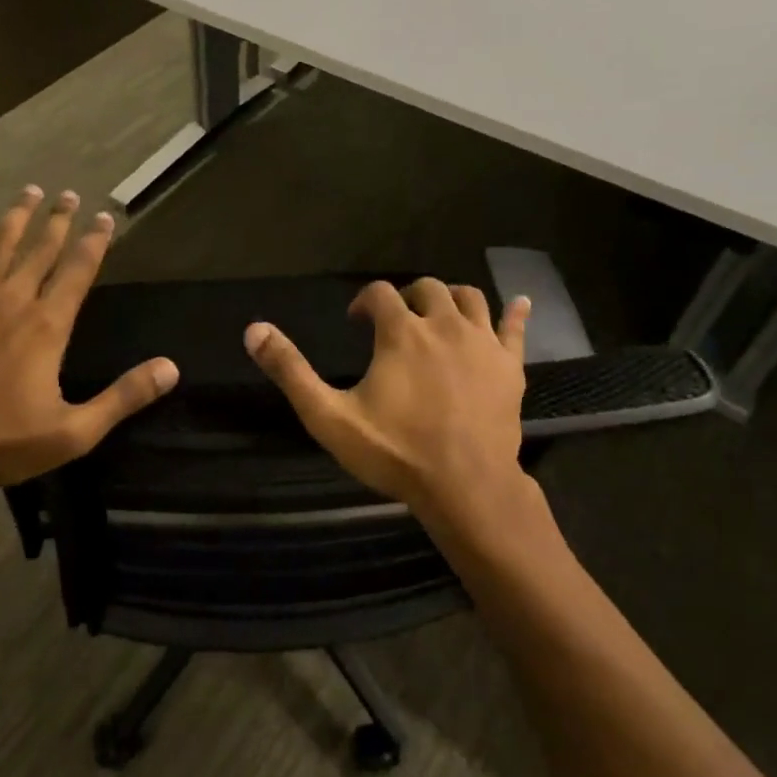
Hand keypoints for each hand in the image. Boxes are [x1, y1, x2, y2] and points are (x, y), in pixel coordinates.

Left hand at [0, 185, 177, 492]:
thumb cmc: (6, 442)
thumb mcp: (76, 430)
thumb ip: (124, 396)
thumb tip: (171, 369)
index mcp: (48, 325)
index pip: (78, 270)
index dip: (95, 241)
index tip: (105, 217)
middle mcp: (13, 302)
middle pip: (41, 249)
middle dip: (58, 220)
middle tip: (68, 195)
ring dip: (15, 218)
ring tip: (28, 192)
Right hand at [243, 278, 531, 522]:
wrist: (465, 488)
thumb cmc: (395, 452)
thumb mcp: (329, 416)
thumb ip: (291, 371)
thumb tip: (253, 329)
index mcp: (401, 332)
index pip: (379, 293)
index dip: (363, 301)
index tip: (356, 322)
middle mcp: (443, 324)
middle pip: (427, 288)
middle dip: (406, 296)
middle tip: (395, 320)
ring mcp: (482, 343)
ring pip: (469, 298)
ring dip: (451, 297)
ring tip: (439, 313)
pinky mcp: (510, 366)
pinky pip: (515, 328)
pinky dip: (516, 313)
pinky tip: (522, 302)